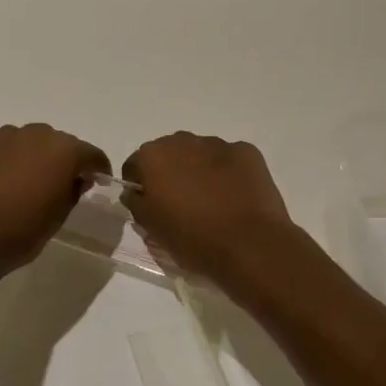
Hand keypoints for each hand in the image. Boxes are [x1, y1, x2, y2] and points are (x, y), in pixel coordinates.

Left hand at [0, 124, 109, 281]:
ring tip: (30, 183)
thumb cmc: (20, 232)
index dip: (98, 168)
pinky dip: (12, 160)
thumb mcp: (58, 217)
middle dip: (66, 161)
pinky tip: (4, 183)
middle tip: (63, 185)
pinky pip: (6, 148)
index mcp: (64, 151)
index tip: (99, 181)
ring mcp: (5, 137)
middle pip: (61, 144)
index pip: (91, 154)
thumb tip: (76, 179)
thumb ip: (73, 191)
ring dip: (37, 157)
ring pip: (31, 142)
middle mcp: (37, 134)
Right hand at [121, 133, 298, 283]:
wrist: (249, 245)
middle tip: (181, 204)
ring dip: (200, 170)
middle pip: (169, 154)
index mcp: (154, 156)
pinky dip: (229, 173)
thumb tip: (136, 192)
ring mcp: (218, 143)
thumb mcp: (153, 229)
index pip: (136, 165)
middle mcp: (183, 140)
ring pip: (200, 153)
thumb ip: (136, 204)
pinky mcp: (247, 151)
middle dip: (171, 173)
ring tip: (212, 201)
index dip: (140, 185)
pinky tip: (236, 197)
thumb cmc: (193, 239)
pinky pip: (230, 159)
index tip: (150, 206)